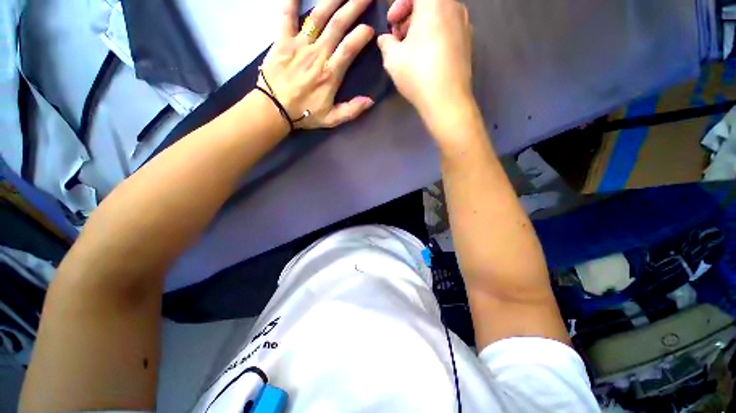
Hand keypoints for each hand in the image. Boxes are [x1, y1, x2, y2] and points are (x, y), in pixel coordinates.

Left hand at [257, 0, 376, 129]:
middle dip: (353, 6)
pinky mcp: (282, 40)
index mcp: (330, 74)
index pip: (350, 48)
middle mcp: (317, 54)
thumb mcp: (331, 119)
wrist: (274, 110)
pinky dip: (292, 1)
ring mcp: (299, 45)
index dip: (362, 35)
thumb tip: (370, 101)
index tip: (370, 28)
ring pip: (318, 16)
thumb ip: (351, 110)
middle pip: (338, 25)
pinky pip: (287, 15)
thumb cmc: (304, 114)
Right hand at [377, 0, 473, 122]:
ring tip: (412, 49)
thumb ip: (386, 43)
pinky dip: (435, 35)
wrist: (447, 100)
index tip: (391, 24)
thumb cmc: (418, 75)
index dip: (398, 5)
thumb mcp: (393, 59)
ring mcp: (464, 25)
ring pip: (439, 15)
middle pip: (428, 3)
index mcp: (434, 3)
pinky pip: (448, 28)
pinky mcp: (468, 42)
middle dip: (409, 16)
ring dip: (422, 26)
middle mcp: (453, 7)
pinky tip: (427, 56)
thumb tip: (385, 39)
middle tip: (399, 37)